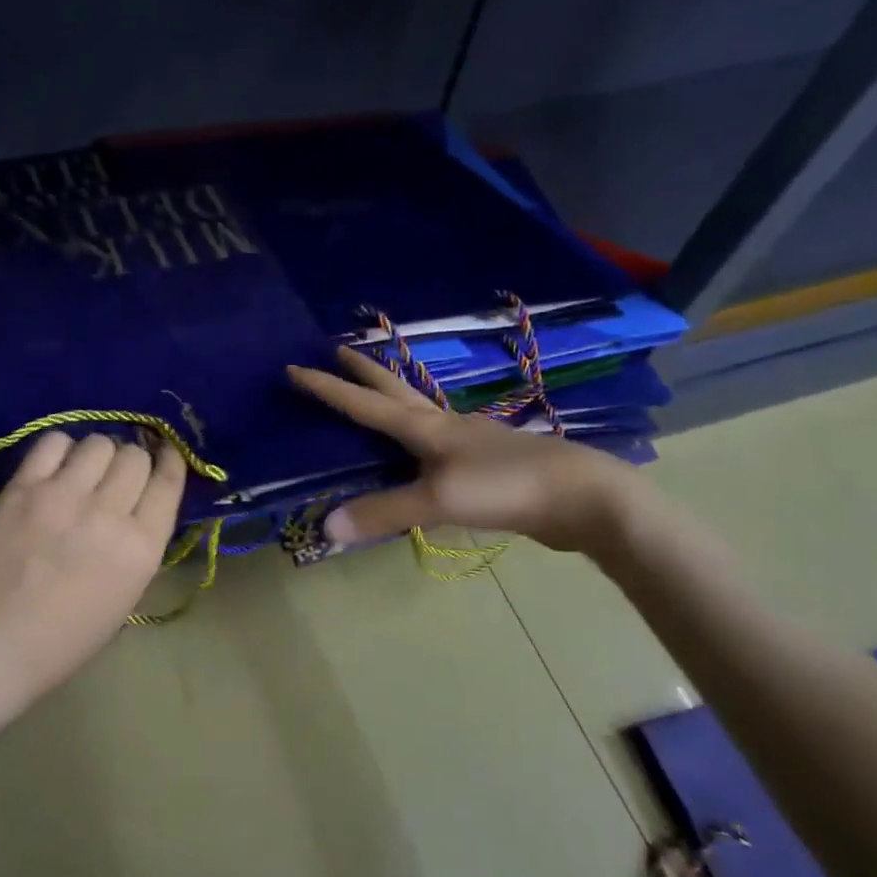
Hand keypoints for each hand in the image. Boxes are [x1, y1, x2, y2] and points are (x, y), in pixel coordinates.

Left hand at [0, 432, 187, 699]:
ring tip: (83, 470)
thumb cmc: (63, 640)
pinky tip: (55, 465)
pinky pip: (53, 443)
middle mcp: (109, 512)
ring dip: (97, 454)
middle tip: (115, 476)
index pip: (167, 481)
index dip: (170, 460)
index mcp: (141, 548)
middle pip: (134, 456)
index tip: (164, 453)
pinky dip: (61, 448)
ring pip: (98, 443)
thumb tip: (135, 509)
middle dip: (131, 461)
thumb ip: (136, 548)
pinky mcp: (23, 487)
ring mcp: (64, 495)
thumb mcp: (124, 598)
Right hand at [287, 347, 640, 553]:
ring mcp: (468, 441)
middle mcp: (443, 425)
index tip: (294, 368)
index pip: (364, 404)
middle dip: (363, 371)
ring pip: (419, 410)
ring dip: (393, 395)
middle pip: (394, 391)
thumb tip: (326, 527)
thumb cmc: (505, 487)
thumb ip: (383, 512)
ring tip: (376, 390)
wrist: (582, 496)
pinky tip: (424, 446)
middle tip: (337, 349)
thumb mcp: (438, 500)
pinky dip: (419, 433)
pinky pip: (439, 440)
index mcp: (425, 428)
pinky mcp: (487, 462)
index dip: (327, 388)